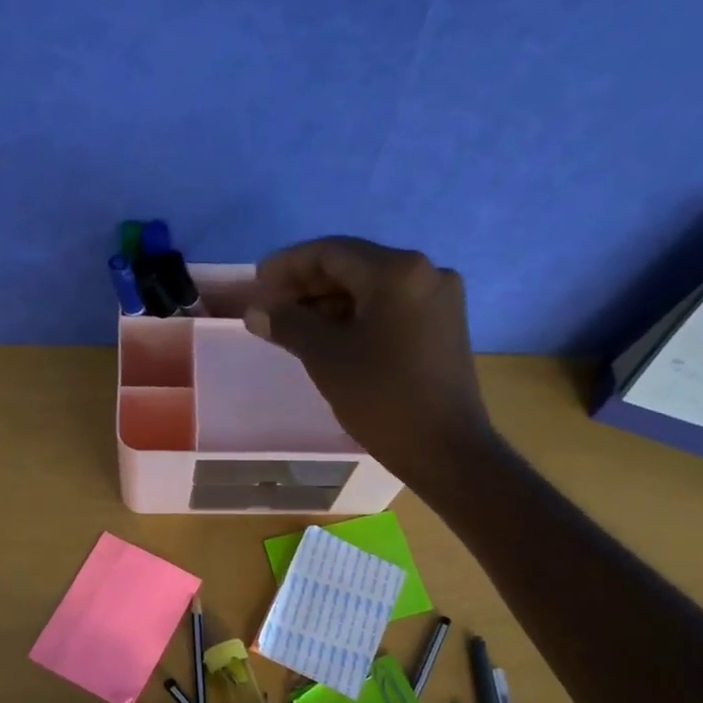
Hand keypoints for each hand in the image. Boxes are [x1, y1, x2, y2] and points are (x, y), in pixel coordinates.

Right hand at [245, 236, 492, 482]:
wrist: (446, 451)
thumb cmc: (382, 399)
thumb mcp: (326, 358)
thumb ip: (288, 324)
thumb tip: (256, 311)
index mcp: (398, 271)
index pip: (331, 252)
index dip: (289, 265)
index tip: (258, 282)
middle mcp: (426, 272)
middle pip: (354, 266)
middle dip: (309, 285)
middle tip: (271, 306)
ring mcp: (439, 299)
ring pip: (372, 288)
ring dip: (331, 302)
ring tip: (293, 325)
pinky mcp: (444, 325)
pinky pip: (391, 307)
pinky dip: (357, 316)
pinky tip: (329, 336)